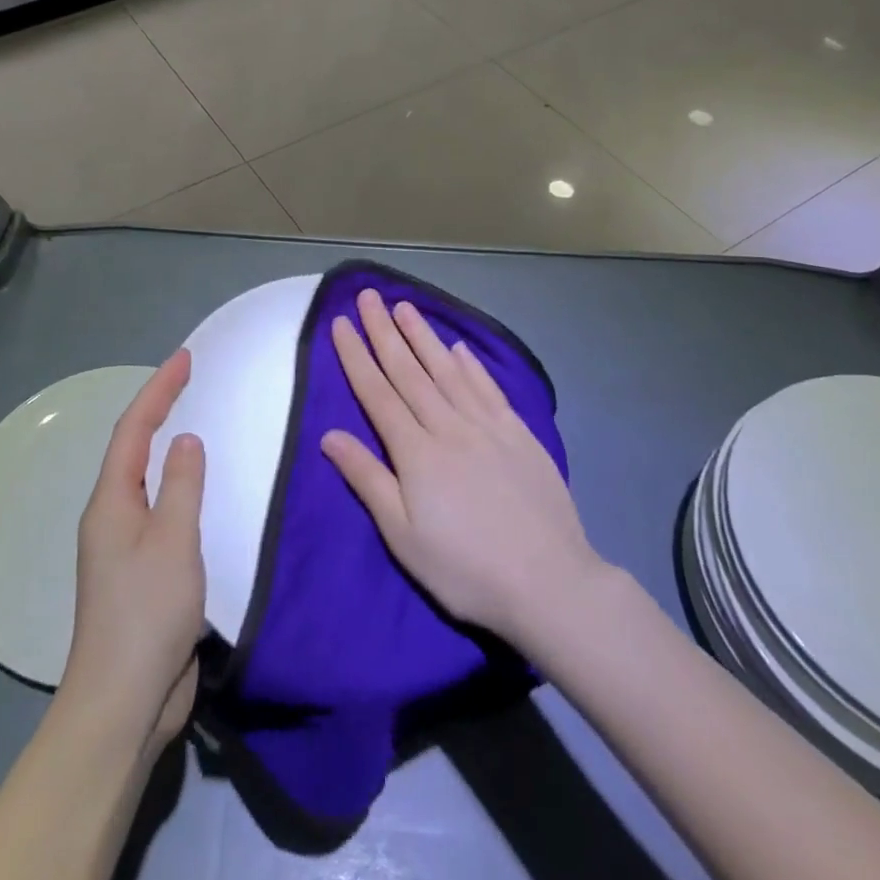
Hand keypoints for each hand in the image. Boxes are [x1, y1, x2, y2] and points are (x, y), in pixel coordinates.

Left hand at [61, 350, 205, 754]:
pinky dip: (179, 487)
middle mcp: (111, 515)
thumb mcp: (172, 540)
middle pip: (134, 448)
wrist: (123, 701)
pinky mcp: (142, 573)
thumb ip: (181, 485)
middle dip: (159, 409)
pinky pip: (161, 512)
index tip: (184, 358)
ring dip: (167, 446)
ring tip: (198, 422)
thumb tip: (186, 440)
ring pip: (146, 480)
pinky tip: (201, 492)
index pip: (134, 428)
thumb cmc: (146, 612)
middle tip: (190, 380)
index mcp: (111, 501)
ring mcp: (124, 546)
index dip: (158, 389)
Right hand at [322, 289, 602, 649]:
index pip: (377, 392)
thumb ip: (367, 479)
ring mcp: (487, 426)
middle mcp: (448, 426)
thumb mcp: (403, 536)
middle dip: (384, 331)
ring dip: (423, 336)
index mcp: (416, 452)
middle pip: (409, 371)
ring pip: (447, 370)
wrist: (550, 583)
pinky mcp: (518, 434)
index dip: (356, 356)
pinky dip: (471, 365)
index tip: (340, 323)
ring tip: (405, 307)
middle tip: (368, 296)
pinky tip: (459, 348)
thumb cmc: (465, 568)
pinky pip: (488, 388)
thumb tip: (329, 435)